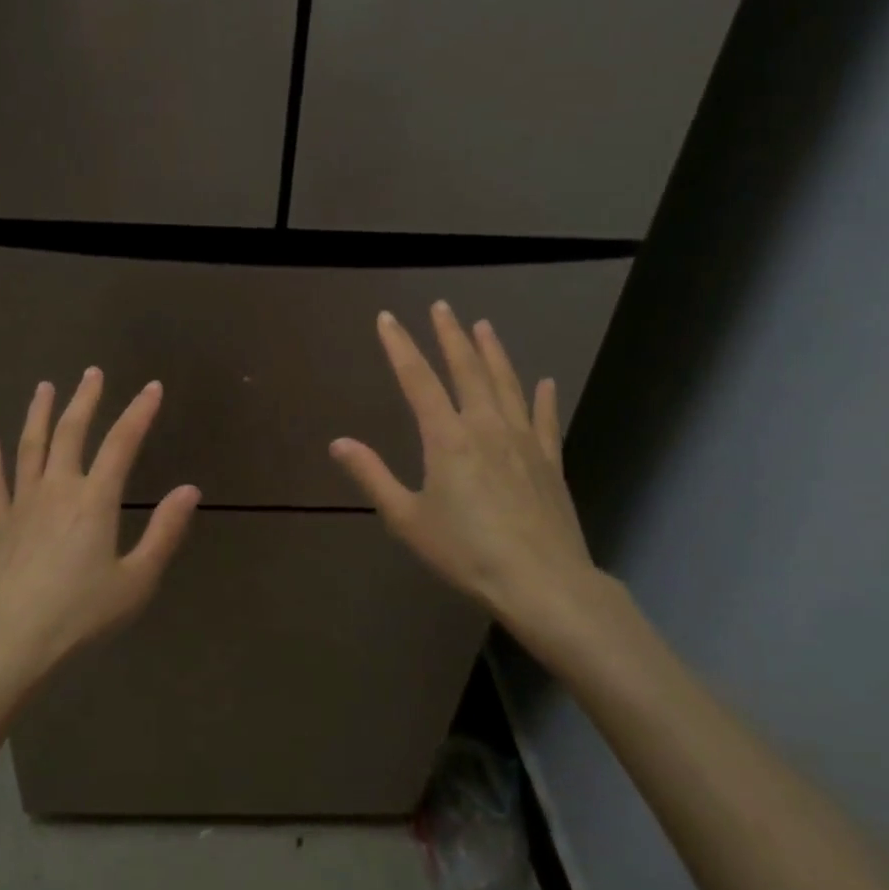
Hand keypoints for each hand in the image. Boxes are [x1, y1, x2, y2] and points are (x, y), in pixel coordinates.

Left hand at [0, 367, 199, 693]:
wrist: (6, 646)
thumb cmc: (78, 617)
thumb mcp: (135, 582)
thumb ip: (164, 532)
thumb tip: (190, 489)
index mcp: (94, 501)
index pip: (122, 444)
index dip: (139, 412)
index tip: (152, 387)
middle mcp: (57, 490)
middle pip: (71, 432)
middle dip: (85, 399)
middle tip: (92, 371)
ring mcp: (21, 505)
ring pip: (30, 447)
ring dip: (39, 414)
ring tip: (44, 387)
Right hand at [329, 303, 622, 665]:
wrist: (542, 582)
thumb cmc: (465, 552)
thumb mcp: (407, 519)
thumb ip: (373, 476)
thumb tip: (339, 443)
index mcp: (447, 438)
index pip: (417, 380)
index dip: (400, 346)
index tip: (388, 318)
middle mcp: (485, 426)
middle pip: (466, 369)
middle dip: (450, 335)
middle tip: (442, 306)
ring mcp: (523, 440)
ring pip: (507, 384)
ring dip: (493, 352)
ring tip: (483, 326)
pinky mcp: (549, 460)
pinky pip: (545, 419)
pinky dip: (542, 397)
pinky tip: (544, 382)